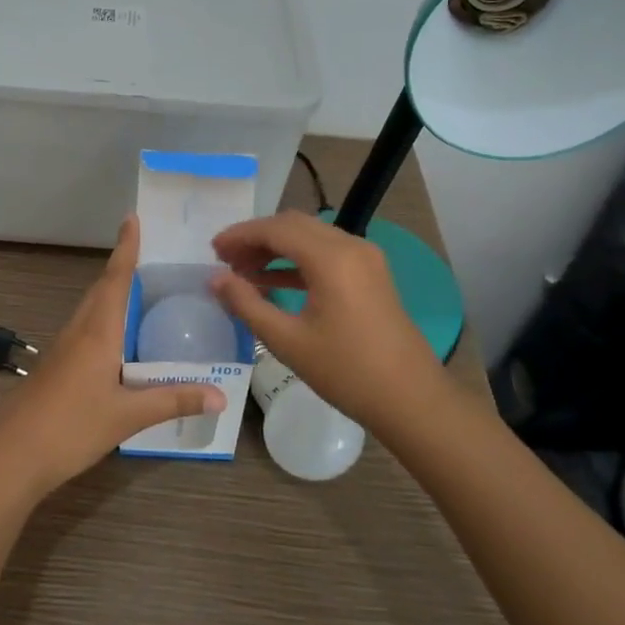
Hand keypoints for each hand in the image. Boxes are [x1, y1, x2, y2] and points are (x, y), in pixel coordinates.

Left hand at [0, 214, 223, 499]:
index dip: (125, 249)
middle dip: (121, 268)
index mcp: (97, 332)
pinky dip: (103, 322)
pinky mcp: (54, 368)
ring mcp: (61, 350)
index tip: (131, 218)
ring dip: (111, 294)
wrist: (11, 455)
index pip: (115, 280)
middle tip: (146, 253)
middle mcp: (78, 332)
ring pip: (90, 311)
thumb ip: (173, 401)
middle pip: (101, 290)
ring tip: (137, 292)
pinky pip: (83, 331)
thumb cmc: (71, 427)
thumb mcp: (127, 416)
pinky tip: (115, 343)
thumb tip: (221, 396)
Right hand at [209, 210, 452, 432]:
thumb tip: (215, 279)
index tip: (213, 251)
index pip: (276, 229)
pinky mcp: (370, 274)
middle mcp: (350, 246)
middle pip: (293, 225)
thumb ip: (247, 304)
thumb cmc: (346, 371)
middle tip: (225, 261)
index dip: (240, 235)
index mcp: (331, 258)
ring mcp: (365, 258)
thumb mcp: (287, 341)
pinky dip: (297, 261)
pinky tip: (272, 282)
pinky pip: (326, 253)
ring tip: (243, 272)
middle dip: (256, 238)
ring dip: (276, 248)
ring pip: (310, 236)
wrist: (411, 399)